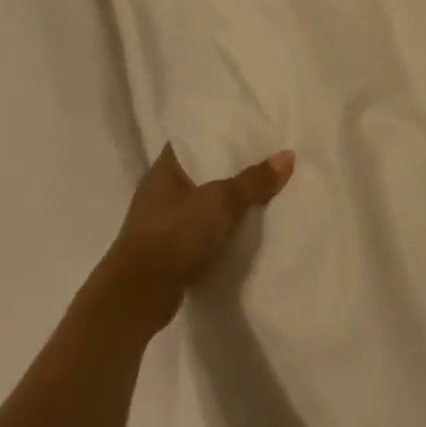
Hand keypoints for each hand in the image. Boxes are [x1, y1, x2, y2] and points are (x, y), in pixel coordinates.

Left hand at [97, 144, 295, 334]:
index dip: (220, 132)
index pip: (195, 138)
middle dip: (228, 168)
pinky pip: (198, 229)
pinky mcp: (166, 251)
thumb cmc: (174, 234)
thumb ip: (253, 181)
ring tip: (258, 191)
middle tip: (263, 158)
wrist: (137, 298)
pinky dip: (216, 229)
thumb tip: (288, 155)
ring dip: (222, 202)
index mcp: (165, 166)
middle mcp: (159, 189)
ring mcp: (160, 221)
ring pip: (200, 201)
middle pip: (201, 170)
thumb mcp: (220, 202)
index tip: (249, 128)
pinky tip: (240, 228)